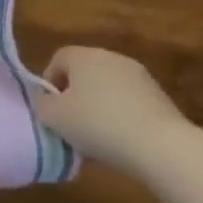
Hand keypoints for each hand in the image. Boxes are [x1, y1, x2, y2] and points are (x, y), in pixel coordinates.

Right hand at [32, 47, 190, 174]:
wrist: (161, 146)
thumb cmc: (97, 124)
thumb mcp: (52, 117)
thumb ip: (41, 104)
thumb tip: (46, 101)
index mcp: (84, 56)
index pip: (58, 59)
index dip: (49, 83)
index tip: (50, 108)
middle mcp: (112, 58)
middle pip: (84, 73)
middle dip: (75, 96)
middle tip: (70, 123)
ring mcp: (140, 77)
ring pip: (108, 89)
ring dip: (98, 107)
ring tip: (96, 137)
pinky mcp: (161, 98)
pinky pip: (129, 103)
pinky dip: (121, 117)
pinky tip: (121, 141)